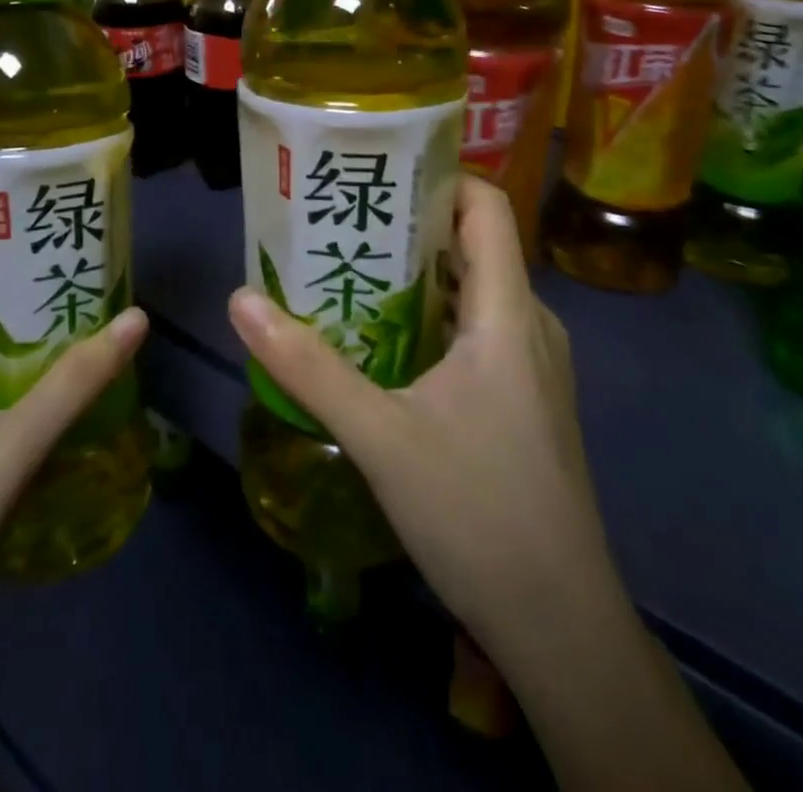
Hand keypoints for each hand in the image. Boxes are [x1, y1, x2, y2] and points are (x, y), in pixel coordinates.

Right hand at [226, 176, 601, 663]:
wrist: (561, 626)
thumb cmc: (477, 513)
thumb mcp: (379, 435)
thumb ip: (308, 366)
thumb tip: (241, 300)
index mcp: (508, 312)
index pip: (486, 207)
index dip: (438, 178)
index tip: (377, 176)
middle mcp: (530, 324)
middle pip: (473, 244)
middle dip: (409, 228)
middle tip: (342, 223)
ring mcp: (533, 364)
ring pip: (474, 291)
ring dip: (417, 277)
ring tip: (351, 272)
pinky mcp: (527, 397)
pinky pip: (479, 330)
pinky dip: (433, 317)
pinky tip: (384, 341)